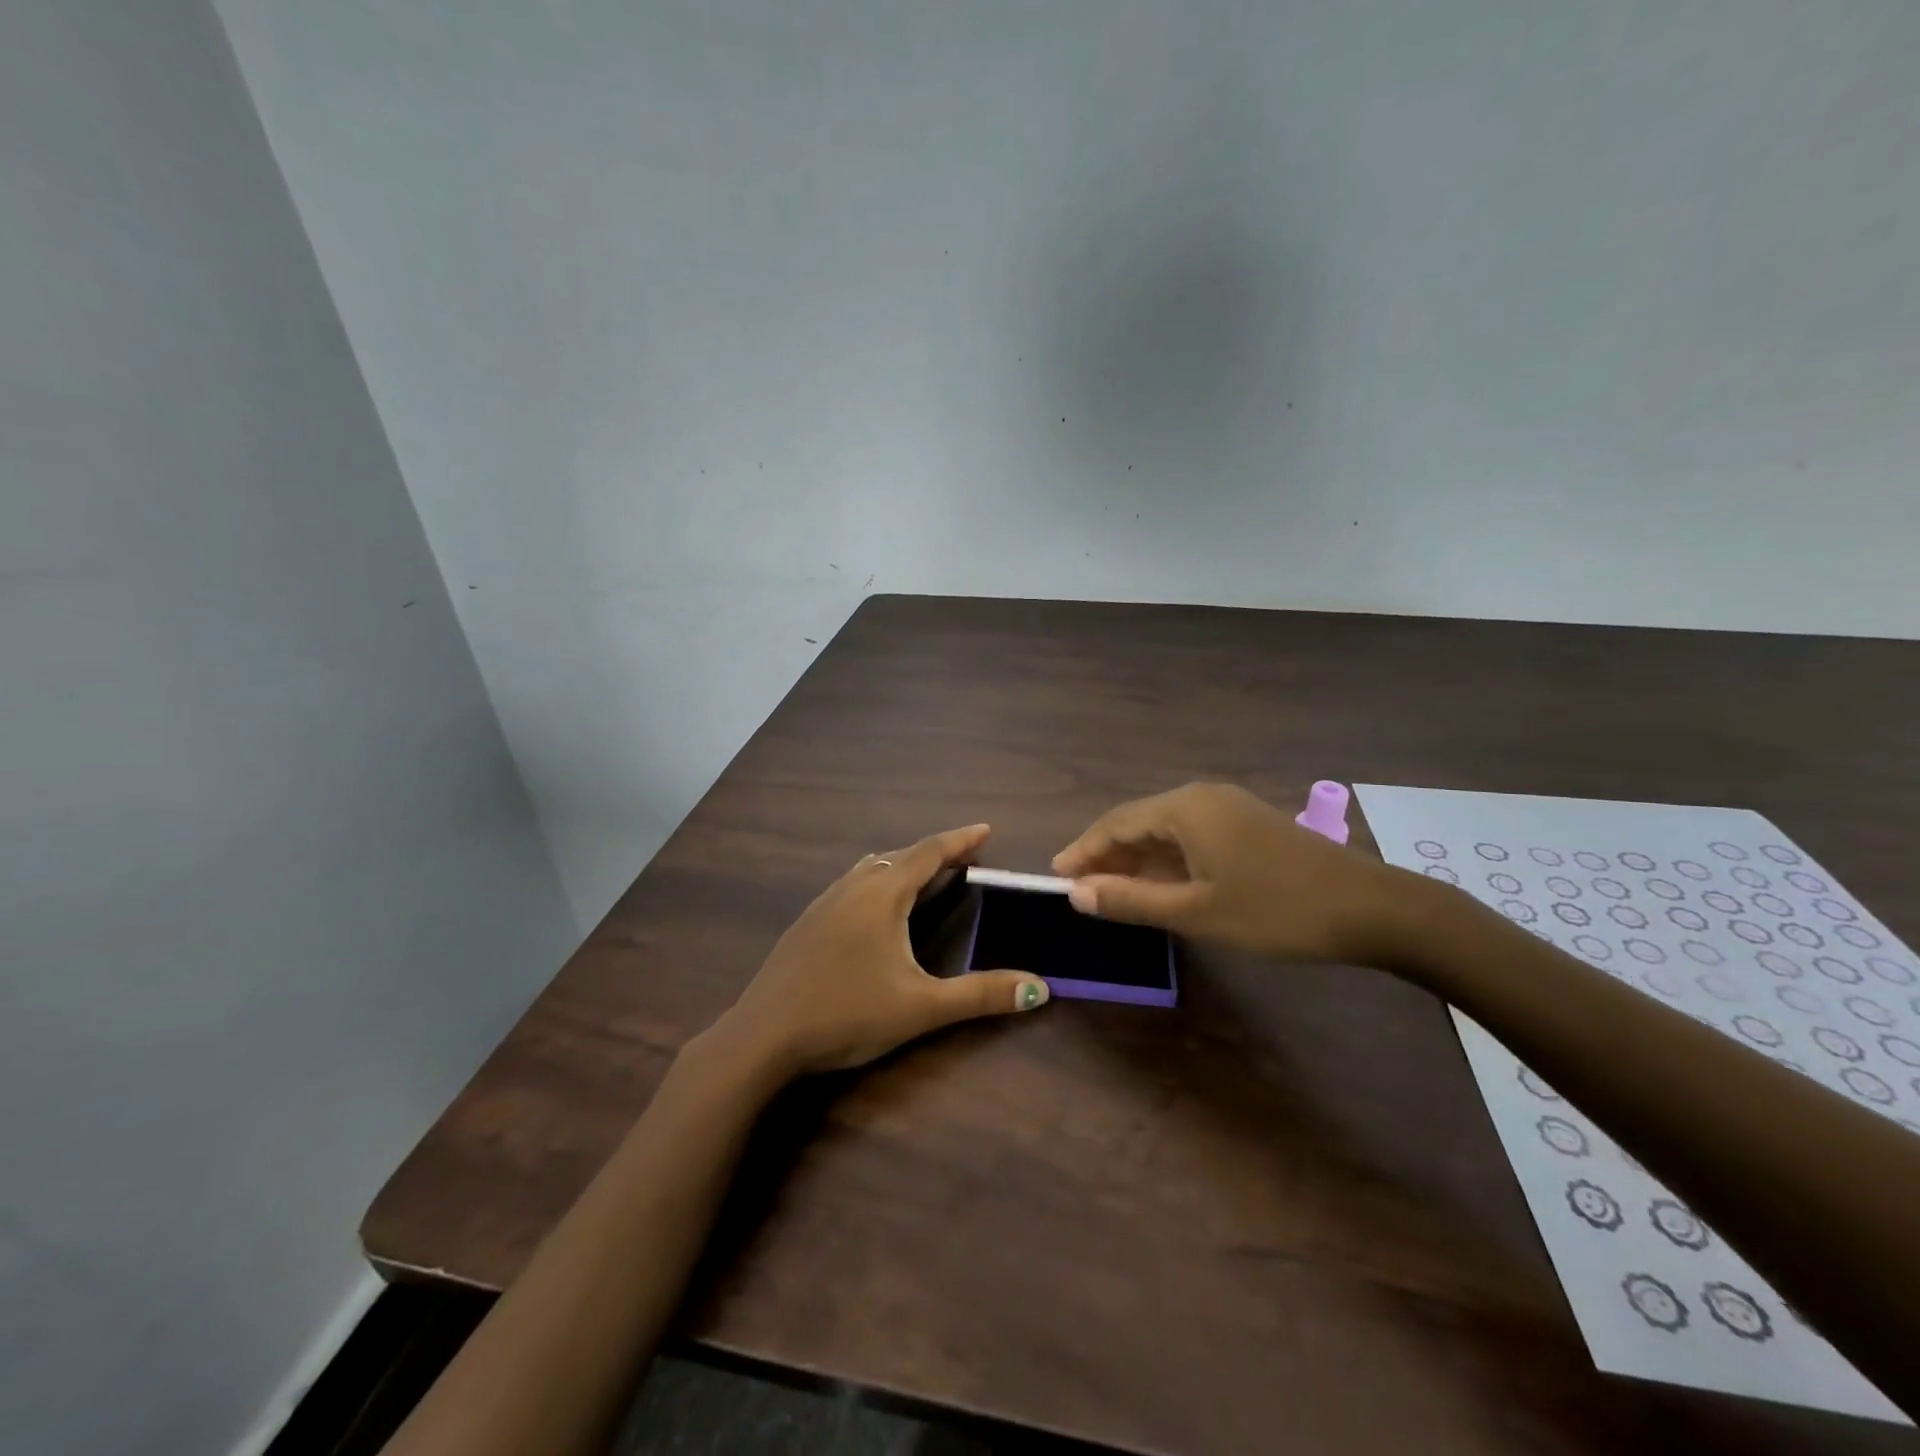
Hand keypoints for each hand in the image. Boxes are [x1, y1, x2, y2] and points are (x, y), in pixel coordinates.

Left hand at [711, 824, 1049, 1077]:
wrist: (763, 1036)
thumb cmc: (847, 1014)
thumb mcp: (921, 1007)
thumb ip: (981, 995)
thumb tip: (1039, 987)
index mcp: (882, 895)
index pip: (928, 853)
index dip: (959, 840)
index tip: (985, 830)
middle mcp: (852, 887)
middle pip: (899, 856)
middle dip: (934, 853)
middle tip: (964, 859)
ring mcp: (823, 902)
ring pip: (870, 868)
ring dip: (902, 865)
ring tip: (925, 877)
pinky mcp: (806, 922)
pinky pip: (851, 884)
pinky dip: (877, 881)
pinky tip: (875, 909)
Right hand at [1052, 783, 1397, 961]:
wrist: (1371, 909)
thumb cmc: (1275, 910)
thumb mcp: (1196, 911)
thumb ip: (1131, 900)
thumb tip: (1075, 892)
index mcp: (1184, 808)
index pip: (1115, 824)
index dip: (1083, 851)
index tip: (1056, 877)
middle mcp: (1202, 797)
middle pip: (1138, 822)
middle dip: (1107, 855)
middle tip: (1080, 889)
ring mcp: (1228, 807)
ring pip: (1165, 830)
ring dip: (1136, 859)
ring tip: (1112, 891)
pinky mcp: (1248, 824)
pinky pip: (1191, 836)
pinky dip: (1166, 860)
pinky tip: (1161, 884)